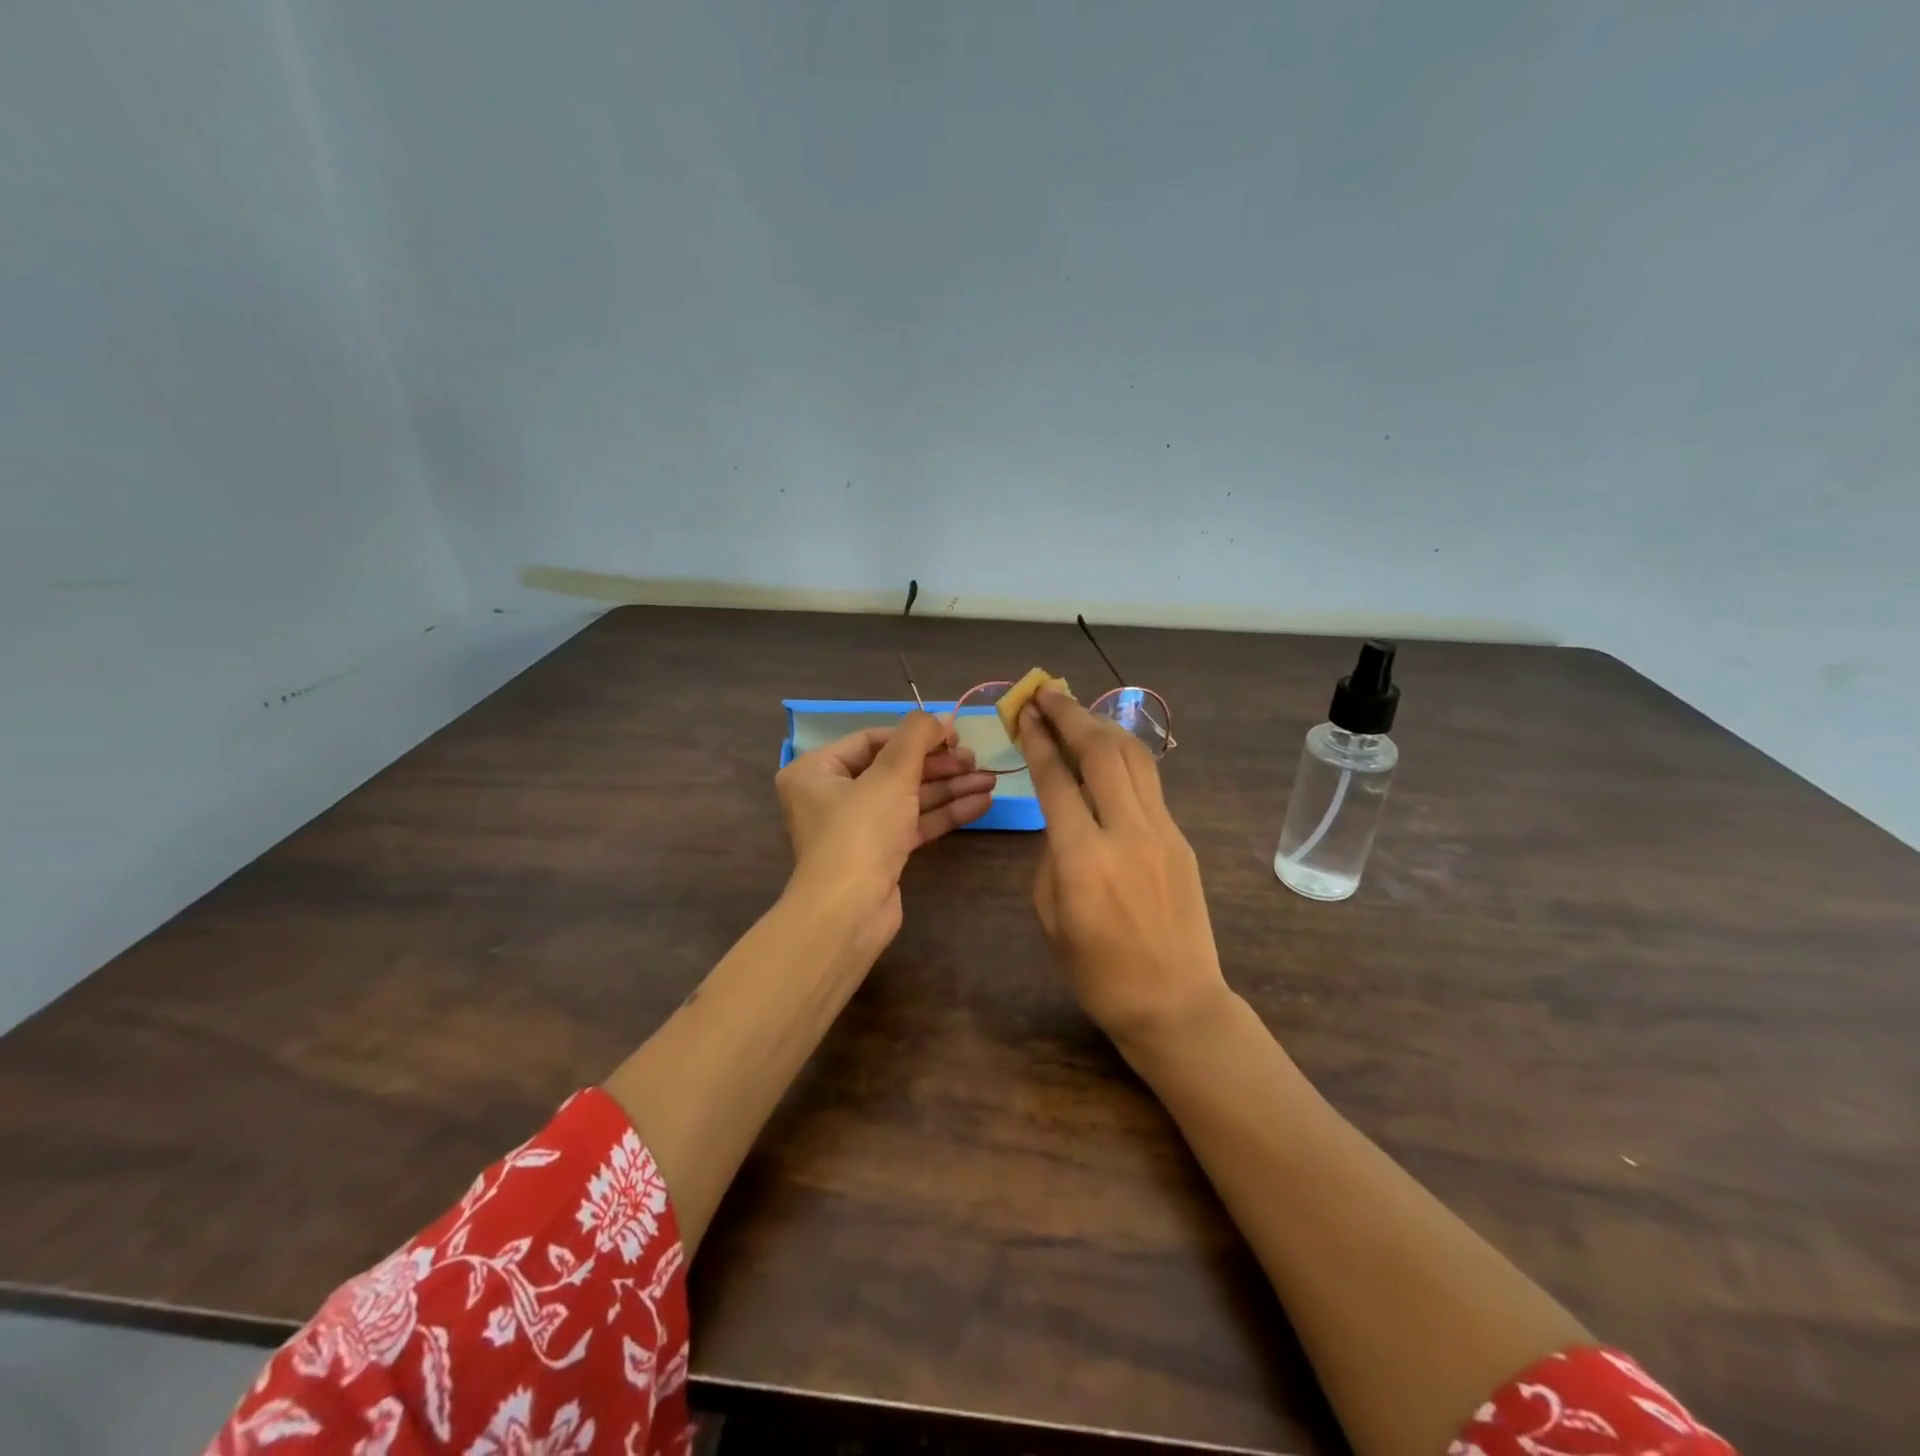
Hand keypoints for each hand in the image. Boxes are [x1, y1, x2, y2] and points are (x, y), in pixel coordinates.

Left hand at [776, 711, 996, 948]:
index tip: (955, 734)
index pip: (872, 740)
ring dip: (948, 788)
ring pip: (908, 797)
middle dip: (938, 765)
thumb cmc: (861, 831)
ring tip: (989, 780)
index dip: (916, 734)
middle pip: (894, 769)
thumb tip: (941, 716)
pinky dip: (944, 813)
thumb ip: (917, 736)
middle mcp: (832, 796)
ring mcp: (857, 828)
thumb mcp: (891, 774)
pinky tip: (980, 803)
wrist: (849, 911)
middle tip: (976, 761)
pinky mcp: (880, 854)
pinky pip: (913, 824)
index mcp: (817, 770)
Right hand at [1017, 688, 1230, 1047]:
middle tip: (1047, 693)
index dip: (1038, 739)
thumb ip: (1053, 855)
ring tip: (1076, 709)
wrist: (1176, 1003)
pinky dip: (1123, 756)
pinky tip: (1107, 751)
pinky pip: (1149, 783)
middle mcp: (1126, 833)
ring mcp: (1162, 832)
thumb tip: (1062, 817)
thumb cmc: (1098, 972)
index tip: (1024, 713)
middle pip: (1101, 751)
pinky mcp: (1181, 838)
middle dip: (1070, 714)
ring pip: (1134, 757)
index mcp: (1083, 858)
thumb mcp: (1051, 915)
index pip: (1057, 778)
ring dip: (1102, 725)